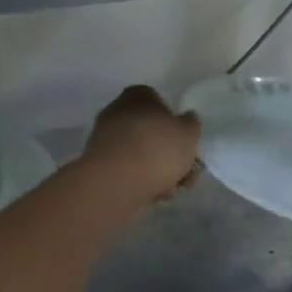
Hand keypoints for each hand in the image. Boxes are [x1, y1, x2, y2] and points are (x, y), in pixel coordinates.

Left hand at [82, 85, 201, 205]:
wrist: (117, 181)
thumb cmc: (158, 148)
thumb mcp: (189, 133)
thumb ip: (191, 124)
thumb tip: (186, 120)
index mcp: (137, 96)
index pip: (159, 102)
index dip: (175, 123)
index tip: (186, 142)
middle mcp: (117, 112)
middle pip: (152, 133)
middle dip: (171, 156)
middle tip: (186, 174)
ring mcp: (106, 140)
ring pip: (142, 155)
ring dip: (160, 172)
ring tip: (172, 190)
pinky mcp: (100, 166)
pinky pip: (128, 171)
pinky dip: (142, 181)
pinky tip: (154, 195)